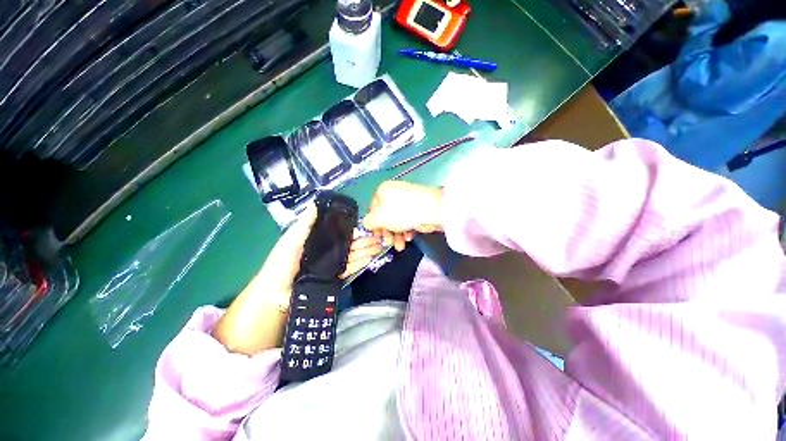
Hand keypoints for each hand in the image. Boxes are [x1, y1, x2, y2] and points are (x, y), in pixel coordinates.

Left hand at [258, 206, 385, 292]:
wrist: (277, 292)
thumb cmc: (282, 262)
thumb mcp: (292, 239)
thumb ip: (305, 224)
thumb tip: (315, 204)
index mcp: (319, 240)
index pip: (340, 232)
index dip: (353, 229)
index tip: (367, 226)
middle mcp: (328, 251)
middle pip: (350, 244)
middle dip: (365, 241)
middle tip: (379, 238)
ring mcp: (333, 264)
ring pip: (353, 256)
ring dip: (366, 251)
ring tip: (379, 247)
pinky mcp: (335, 277)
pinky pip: (349, 269)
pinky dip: (360, 264)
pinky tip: (370, 258)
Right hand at [363, 181, 443, 250]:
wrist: (433, 210)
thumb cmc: (403, 212)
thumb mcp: (381, 217)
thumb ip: (370, 221)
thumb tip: (366, 222)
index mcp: (383, 191)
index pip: (373, 208)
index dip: (373, 223)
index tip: (376, 235)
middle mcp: (394, 194)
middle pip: (386, 216)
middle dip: (387, 232)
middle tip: (389, 242)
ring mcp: (407, 201)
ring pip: (397, 220)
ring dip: (397, 235)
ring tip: (400, 245)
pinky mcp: (417, 209)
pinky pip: (407, 220)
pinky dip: (407, 230)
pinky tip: (408, 238)